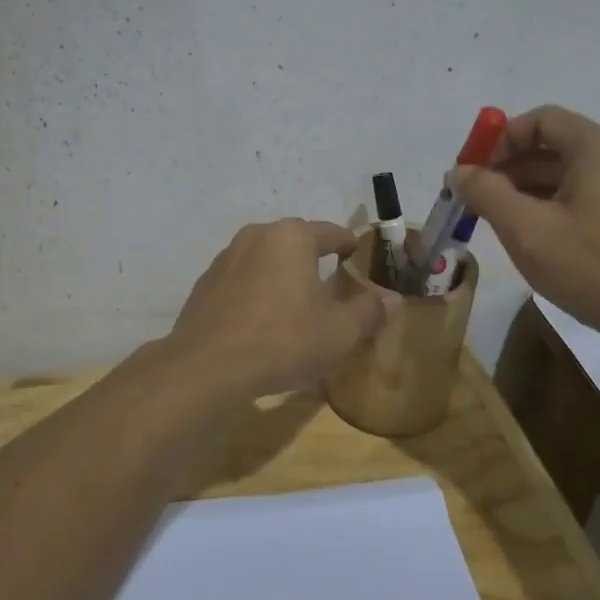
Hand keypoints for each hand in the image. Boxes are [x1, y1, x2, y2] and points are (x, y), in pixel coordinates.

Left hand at [165, 219, 401, 399]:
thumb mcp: (339, 332)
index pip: (332, 233)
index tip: (359, 261)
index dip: (350, 247)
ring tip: (295, 305)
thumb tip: (394, 298)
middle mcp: (257, 235)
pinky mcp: (205, 282)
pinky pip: (242, 279)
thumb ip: (369, 311)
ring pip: (266, 259)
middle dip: (314, 261)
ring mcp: (226, 257)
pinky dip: (257, 292)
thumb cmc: (282, 340)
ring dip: (283, 275)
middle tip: (331, 287)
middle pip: (296, 242)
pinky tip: (261, 322)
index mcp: (292, 237)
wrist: (207, 366)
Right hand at [456, 106, 599, 358]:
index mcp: (596, 148)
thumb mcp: (525, 228)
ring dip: (521, 189)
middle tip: (473, 198)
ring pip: (561, 174)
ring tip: (491, 220)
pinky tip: (525, 235)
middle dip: (505, 167)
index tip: (471, 170)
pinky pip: (576, 197)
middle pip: (549, 145)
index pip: (539, 120)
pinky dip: (544, 206)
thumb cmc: (591, 266)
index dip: (499, 139)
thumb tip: (459, 172)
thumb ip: (486, 192)